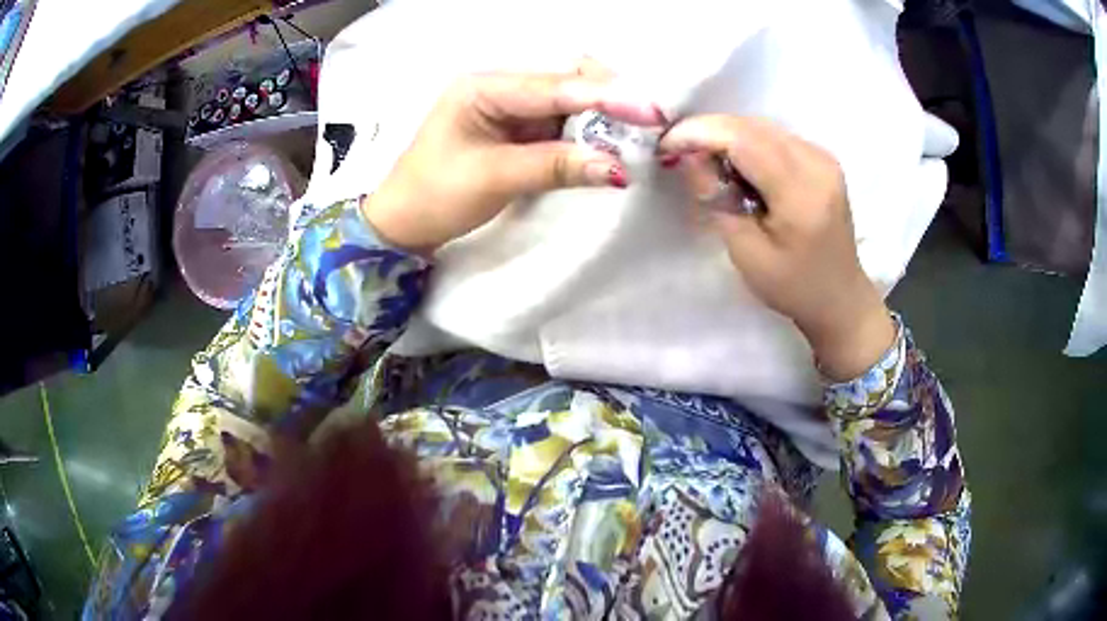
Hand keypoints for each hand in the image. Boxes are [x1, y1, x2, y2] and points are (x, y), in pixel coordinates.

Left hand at [363, 67, 663, 252]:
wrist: (404, 222)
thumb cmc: (435, 195)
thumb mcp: (495, 178)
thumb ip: (557, 166)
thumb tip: (618, 168)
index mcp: (483, 87)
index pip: (555, 86)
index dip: (606, 97)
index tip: (650, 111)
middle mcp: (500, 87)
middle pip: (567, 84)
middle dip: (609, 101)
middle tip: (649, 124)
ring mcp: (510, 108)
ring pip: (569, 103)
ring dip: (603, 120)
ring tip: (637, 137)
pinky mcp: (517, 129)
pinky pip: (561, 124)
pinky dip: (586, 135)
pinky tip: (609, 144)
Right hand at [659, 116, 894, 380]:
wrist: (840, 296)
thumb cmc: (793, 287)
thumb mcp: (746, 254)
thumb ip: (718, 201)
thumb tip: (692, 158)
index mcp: (801, 193)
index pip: (744, 140)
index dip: (700, 133)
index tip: (666, 144)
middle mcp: (816, 163)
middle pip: (752, 127)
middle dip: (709, 131)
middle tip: (678, 151)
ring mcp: (822, 157)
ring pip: (761, 126)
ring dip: (726, 136)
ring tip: (703, 159)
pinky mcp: (821, 158)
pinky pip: (775, 136)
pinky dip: (747, 142)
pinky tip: (735, 164)